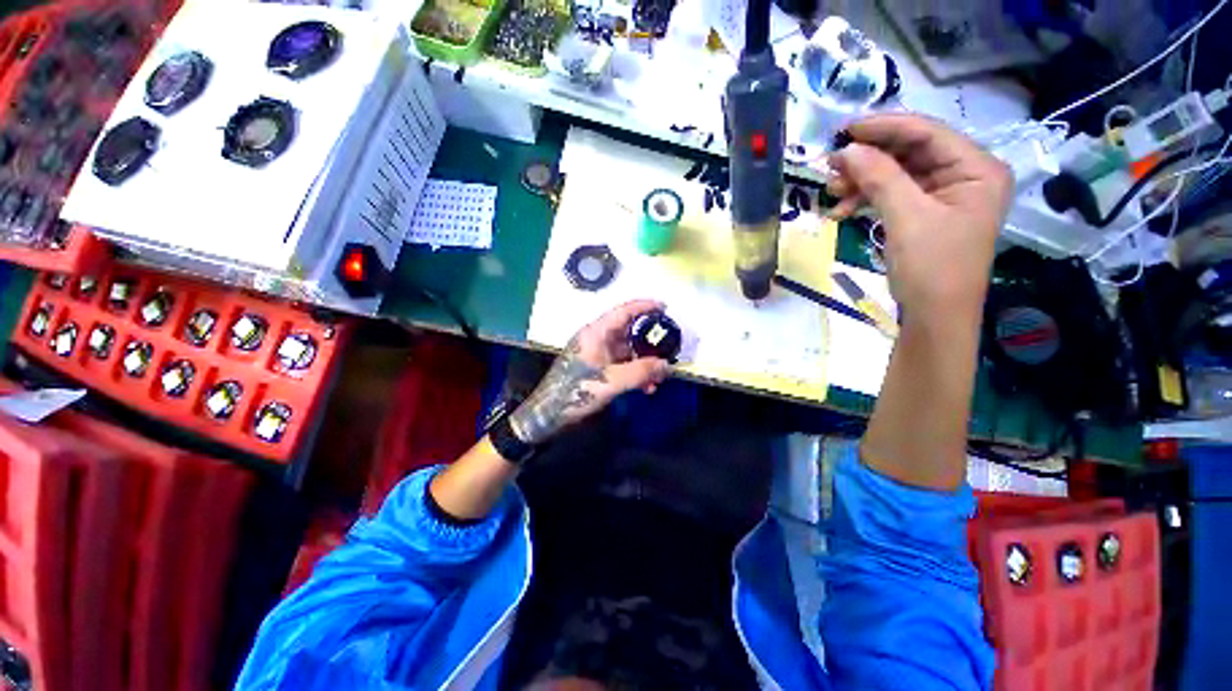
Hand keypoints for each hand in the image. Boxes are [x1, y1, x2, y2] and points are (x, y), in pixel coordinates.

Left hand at [509, 300, 671, 444]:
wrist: (550, 413)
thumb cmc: (576, 390)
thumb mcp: (612, 381)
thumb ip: (641, 372)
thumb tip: (667, 366)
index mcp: (596, 332)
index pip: (623, 311)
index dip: (645, 306)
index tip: (665, 307)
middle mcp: (598, 339)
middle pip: (629, 331)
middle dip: (649, 341)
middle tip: (669, 346)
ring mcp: (598, 354)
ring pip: (628, 351)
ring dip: (644, 362)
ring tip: (659, 376)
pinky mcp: (598, 368)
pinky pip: (622, 365)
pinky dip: (635, 373)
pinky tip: (646, 387)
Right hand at [826, 114, 1012, 322]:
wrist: (935, 316)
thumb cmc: (932, 267)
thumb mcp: (906, 218)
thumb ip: (879, 177)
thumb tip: (846, 149)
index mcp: (977, 169)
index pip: (928, 133)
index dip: (885, 128)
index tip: (844, 130)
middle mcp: (964, 175)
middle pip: (910, 153)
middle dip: (868, 159)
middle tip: (830, 164)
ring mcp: (944, 195)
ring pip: (896, 174)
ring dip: (862, 181)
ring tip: (831, 192)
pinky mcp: (925, 213)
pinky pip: (892, 195)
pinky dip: (866, 200)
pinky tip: (841, 210)